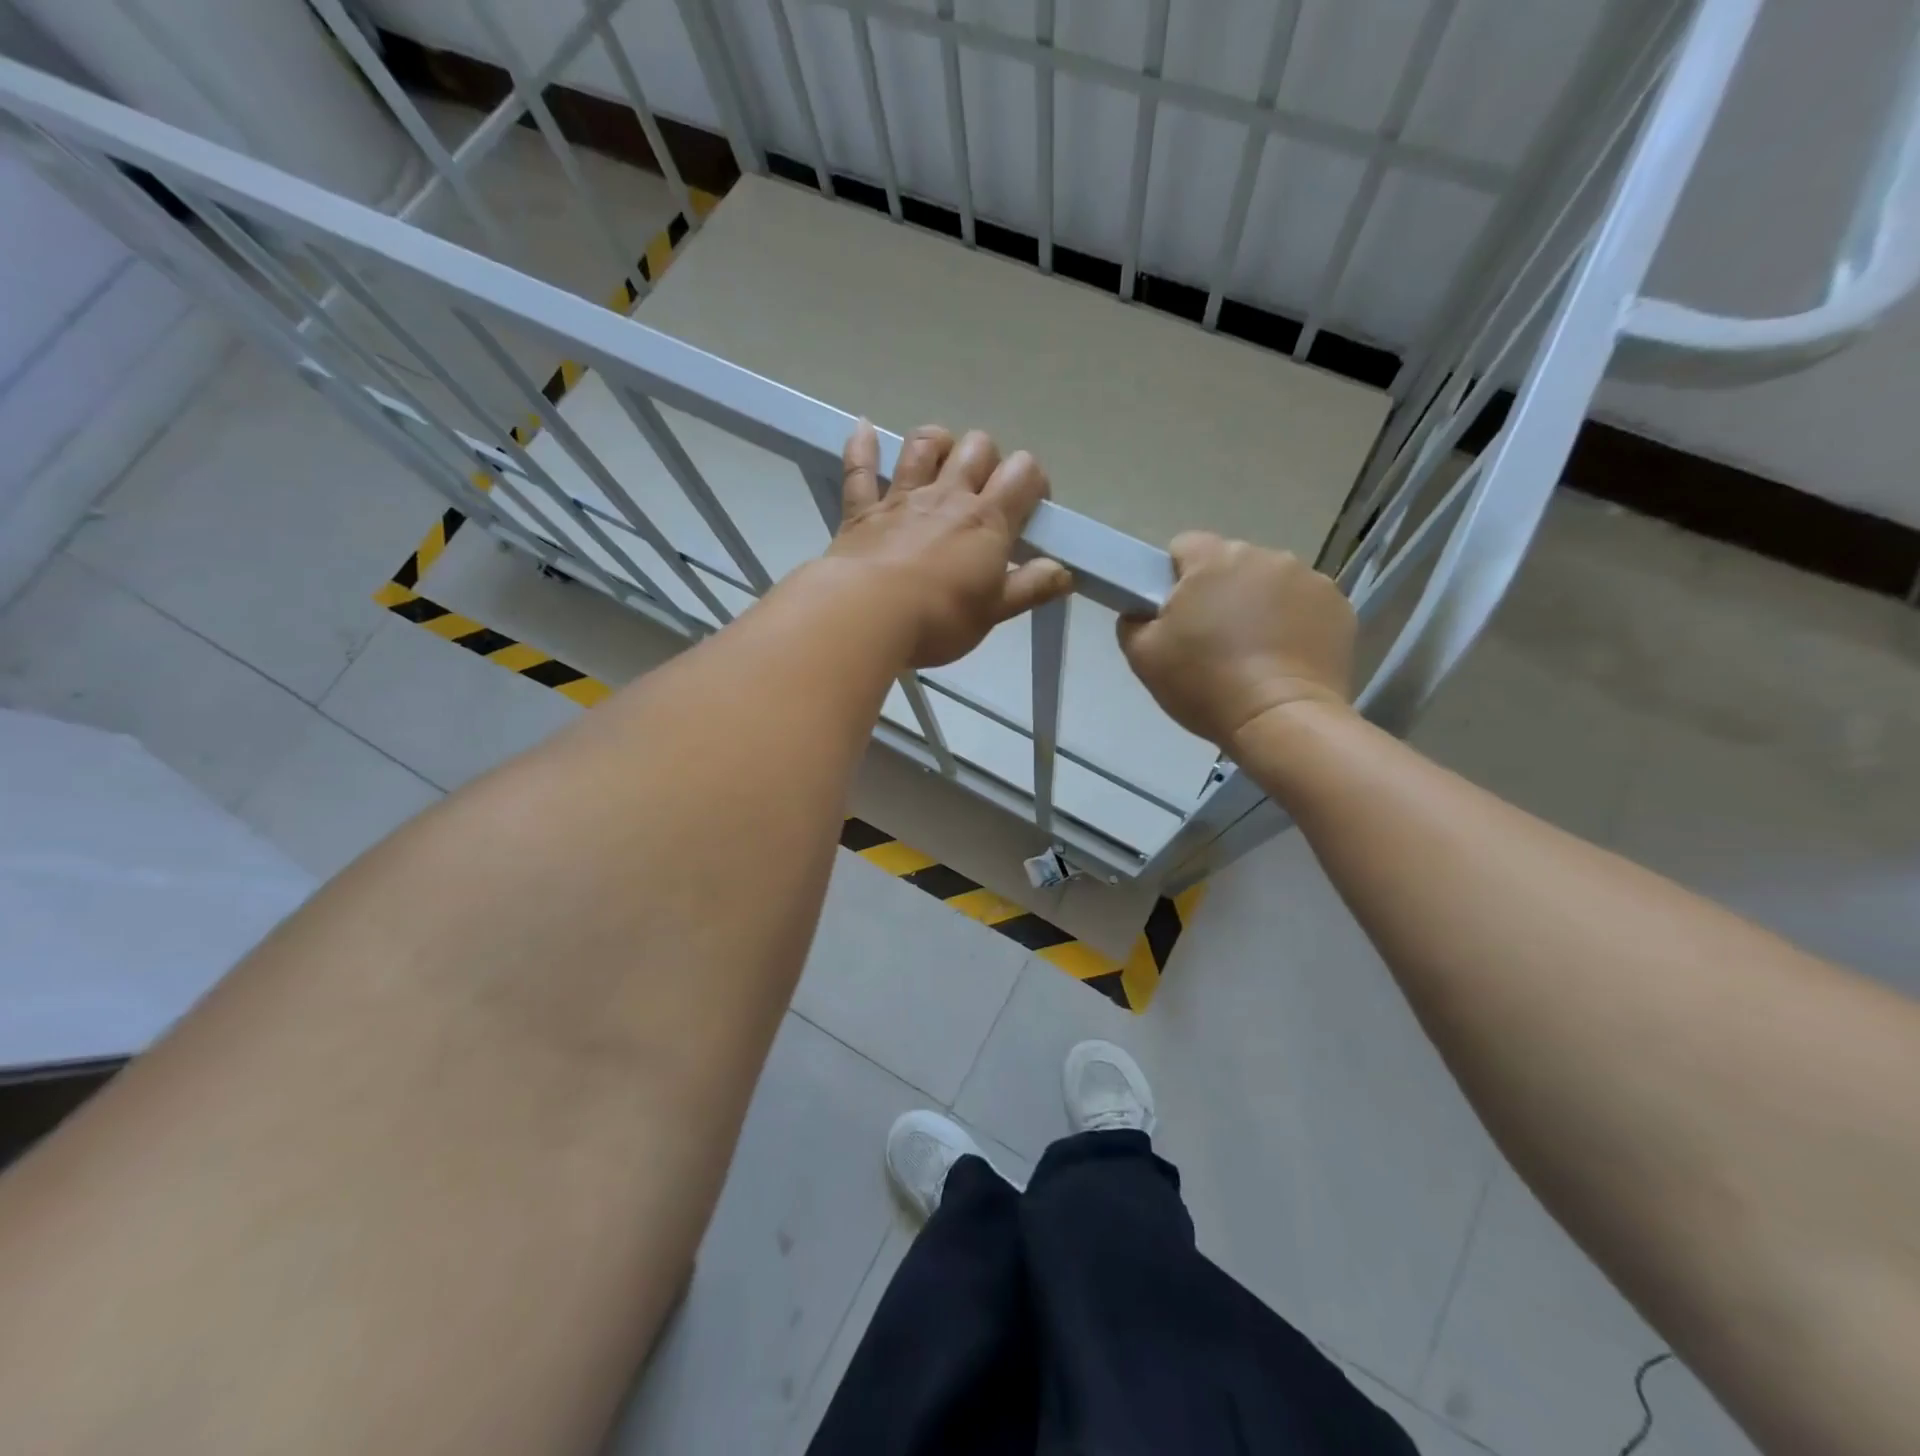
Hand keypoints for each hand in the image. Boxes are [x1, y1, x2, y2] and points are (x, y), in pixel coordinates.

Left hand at [825, 421, 1071, 667]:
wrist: (867, 615)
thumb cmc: (939, 618)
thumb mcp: (994, 612)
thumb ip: (1031, 588)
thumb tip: (1064, 572)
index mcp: (987, 521)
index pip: (1024, 474)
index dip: (1033, 481)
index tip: (1029, 507)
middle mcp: (948, 496)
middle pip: (978, 448)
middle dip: (988, 460)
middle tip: (984, 493)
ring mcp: (902, 498)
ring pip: (924, 445)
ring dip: (937, 443)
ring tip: (941, 460)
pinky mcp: (862, 509)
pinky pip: (860, 468)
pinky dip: (862, 447)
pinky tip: (864, 429)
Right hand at [1118, 532, 1355, 747]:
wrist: (1280, 720)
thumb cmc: (1205, 684)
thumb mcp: (1143, 657)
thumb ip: (1133, 621)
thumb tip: (1143, 611)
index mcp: (1214, 560)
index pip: (1184, 546)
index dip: (1174, 578)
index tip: (1175, 615)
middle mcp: (1265, 556)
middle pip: (1231, 564)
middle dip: (1220, 592)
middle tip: (1212, 640)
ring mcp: (1309, 579)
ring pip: (1270, 583)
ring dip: (1258, 605)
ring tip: (1253, 653)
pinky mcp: (1339, 606)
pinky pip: (1304, 605)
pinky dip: (1293, 623)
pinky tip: (1284, 658)